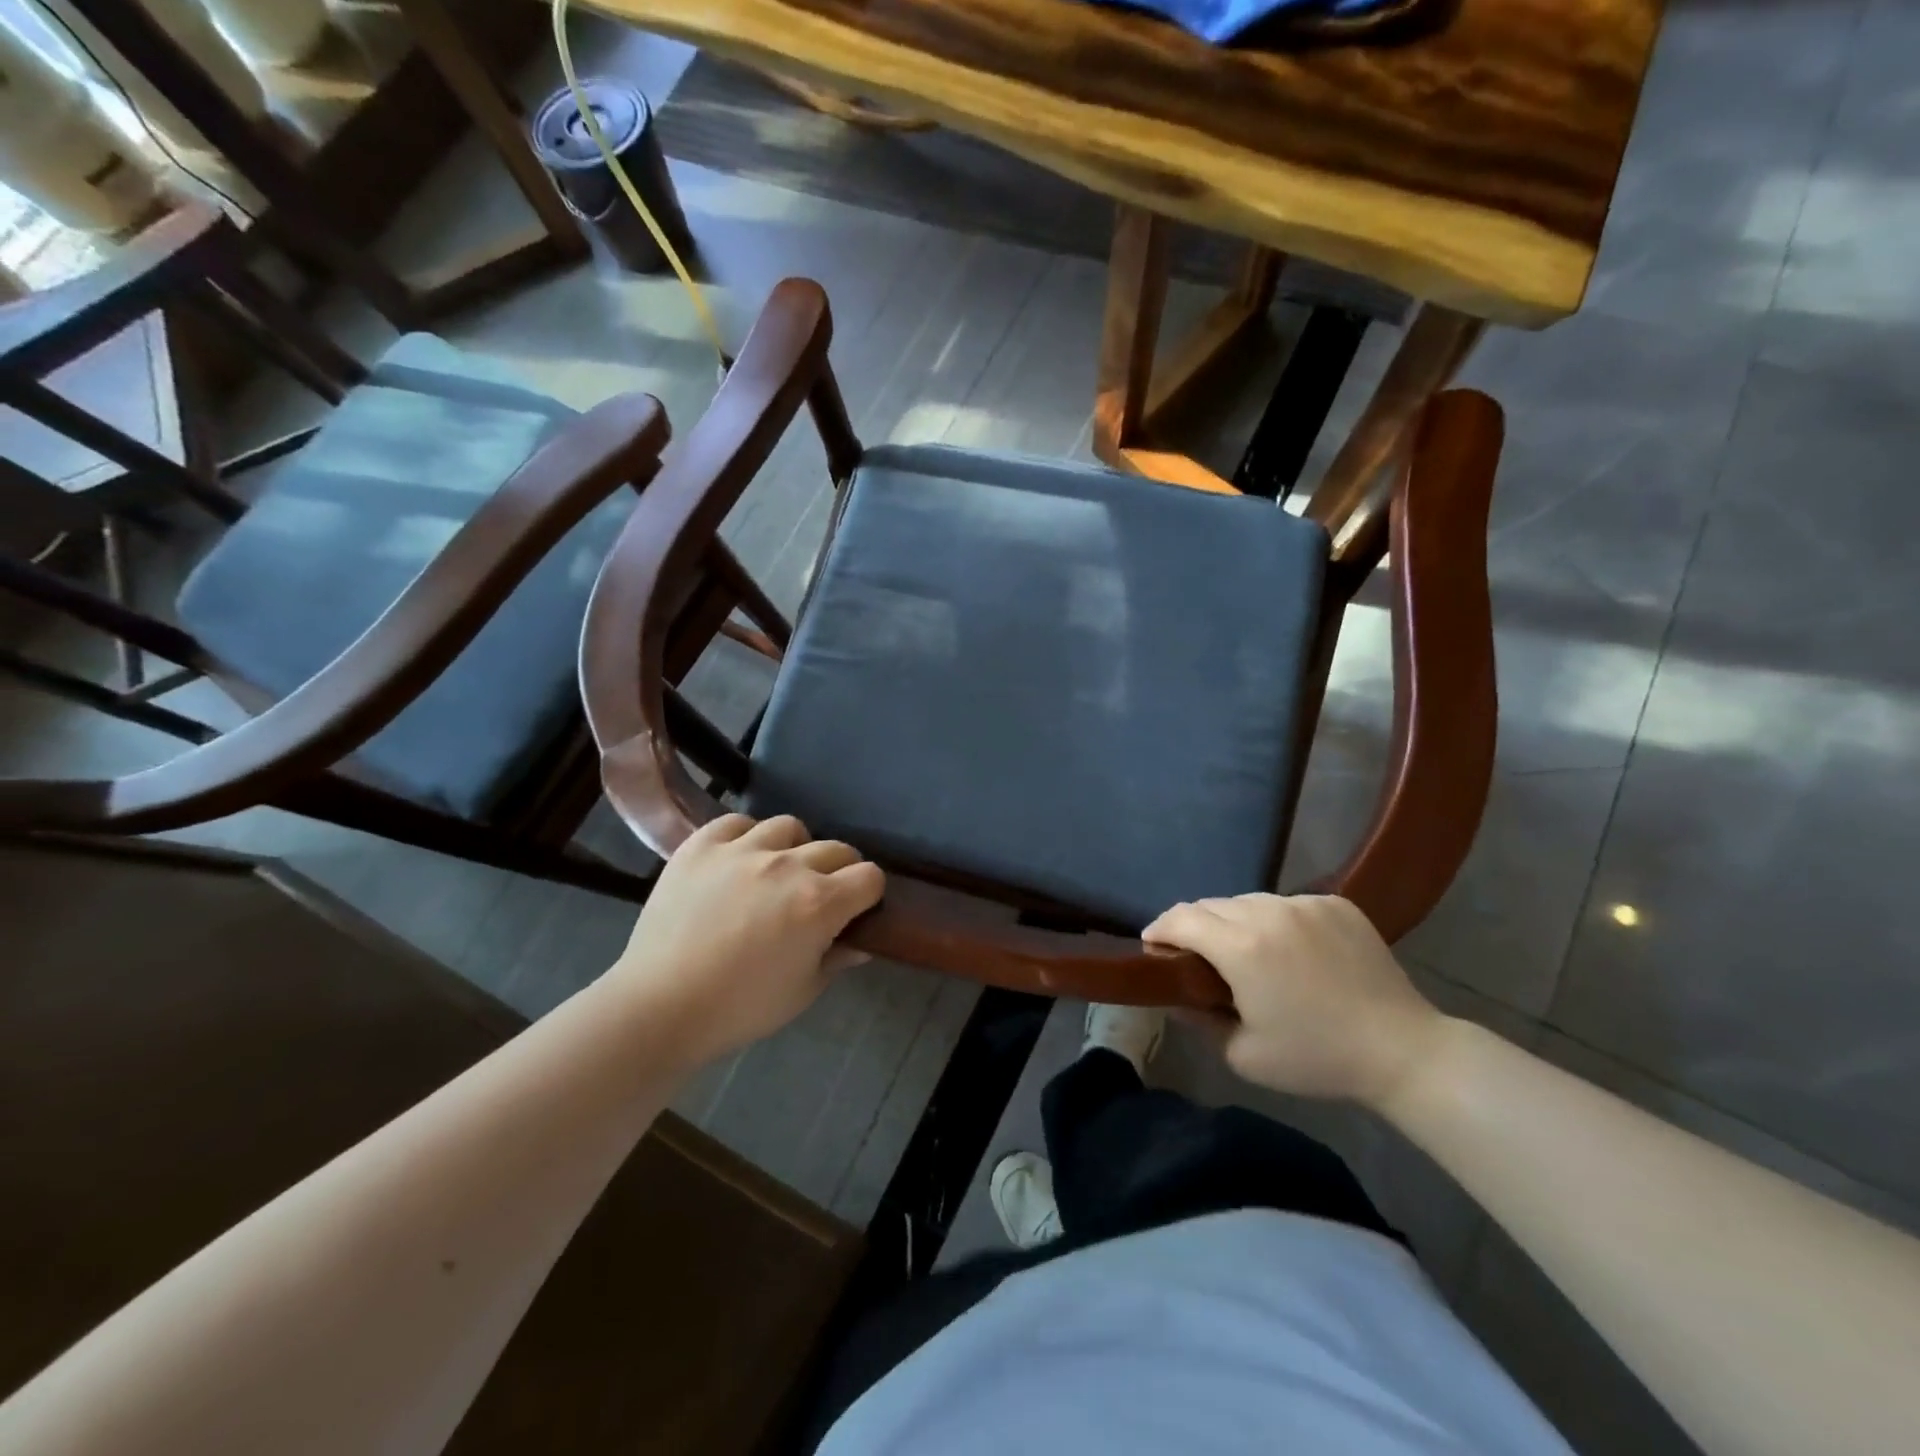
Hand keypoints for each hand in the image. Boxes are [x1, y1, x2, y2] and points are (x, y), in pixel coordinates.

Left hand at [609, 814, 884, 1063]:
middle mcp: (788, 866)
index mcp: (820, 903)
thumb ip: (837, 959)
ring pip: (789, 827)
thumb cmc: (739, 1009)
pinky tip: (739, 859)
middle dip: (839, 872)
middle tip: (819, 897)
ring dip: (795, 848)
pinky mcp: (702, 846)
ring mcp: (742, 850)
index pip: (870, 877)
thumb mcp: (802, 991)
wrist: (659, 1007)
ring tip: (778, 872)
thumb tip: (862, 943)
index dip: (868, 894)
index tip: (856, 911)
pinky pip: (736, 822)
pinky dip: (745, 836)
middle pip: (837, 849)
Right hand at [1143, 894, 1447, 1109]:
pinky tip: (1290, 950)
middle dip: (1194, 926)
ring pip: (1249, 901)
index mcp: (1241, 947)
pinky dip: (1275, 921)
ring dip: (1234, 921)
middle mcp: (1268, 912)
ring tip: (1245, 951)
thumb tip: (1175, 998)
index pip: (1181, 919)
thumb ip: (1199, 1021)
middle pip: (1211, 905)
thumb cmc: (1317, 1058)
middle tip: (1195, 955)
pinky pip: (1287, 903)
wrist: (1403, 1051)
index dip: (1159, 929)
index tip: (1152, 945)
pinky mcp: (1335, 904)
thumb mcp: (1244, 1055)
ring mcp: (1305, 903)